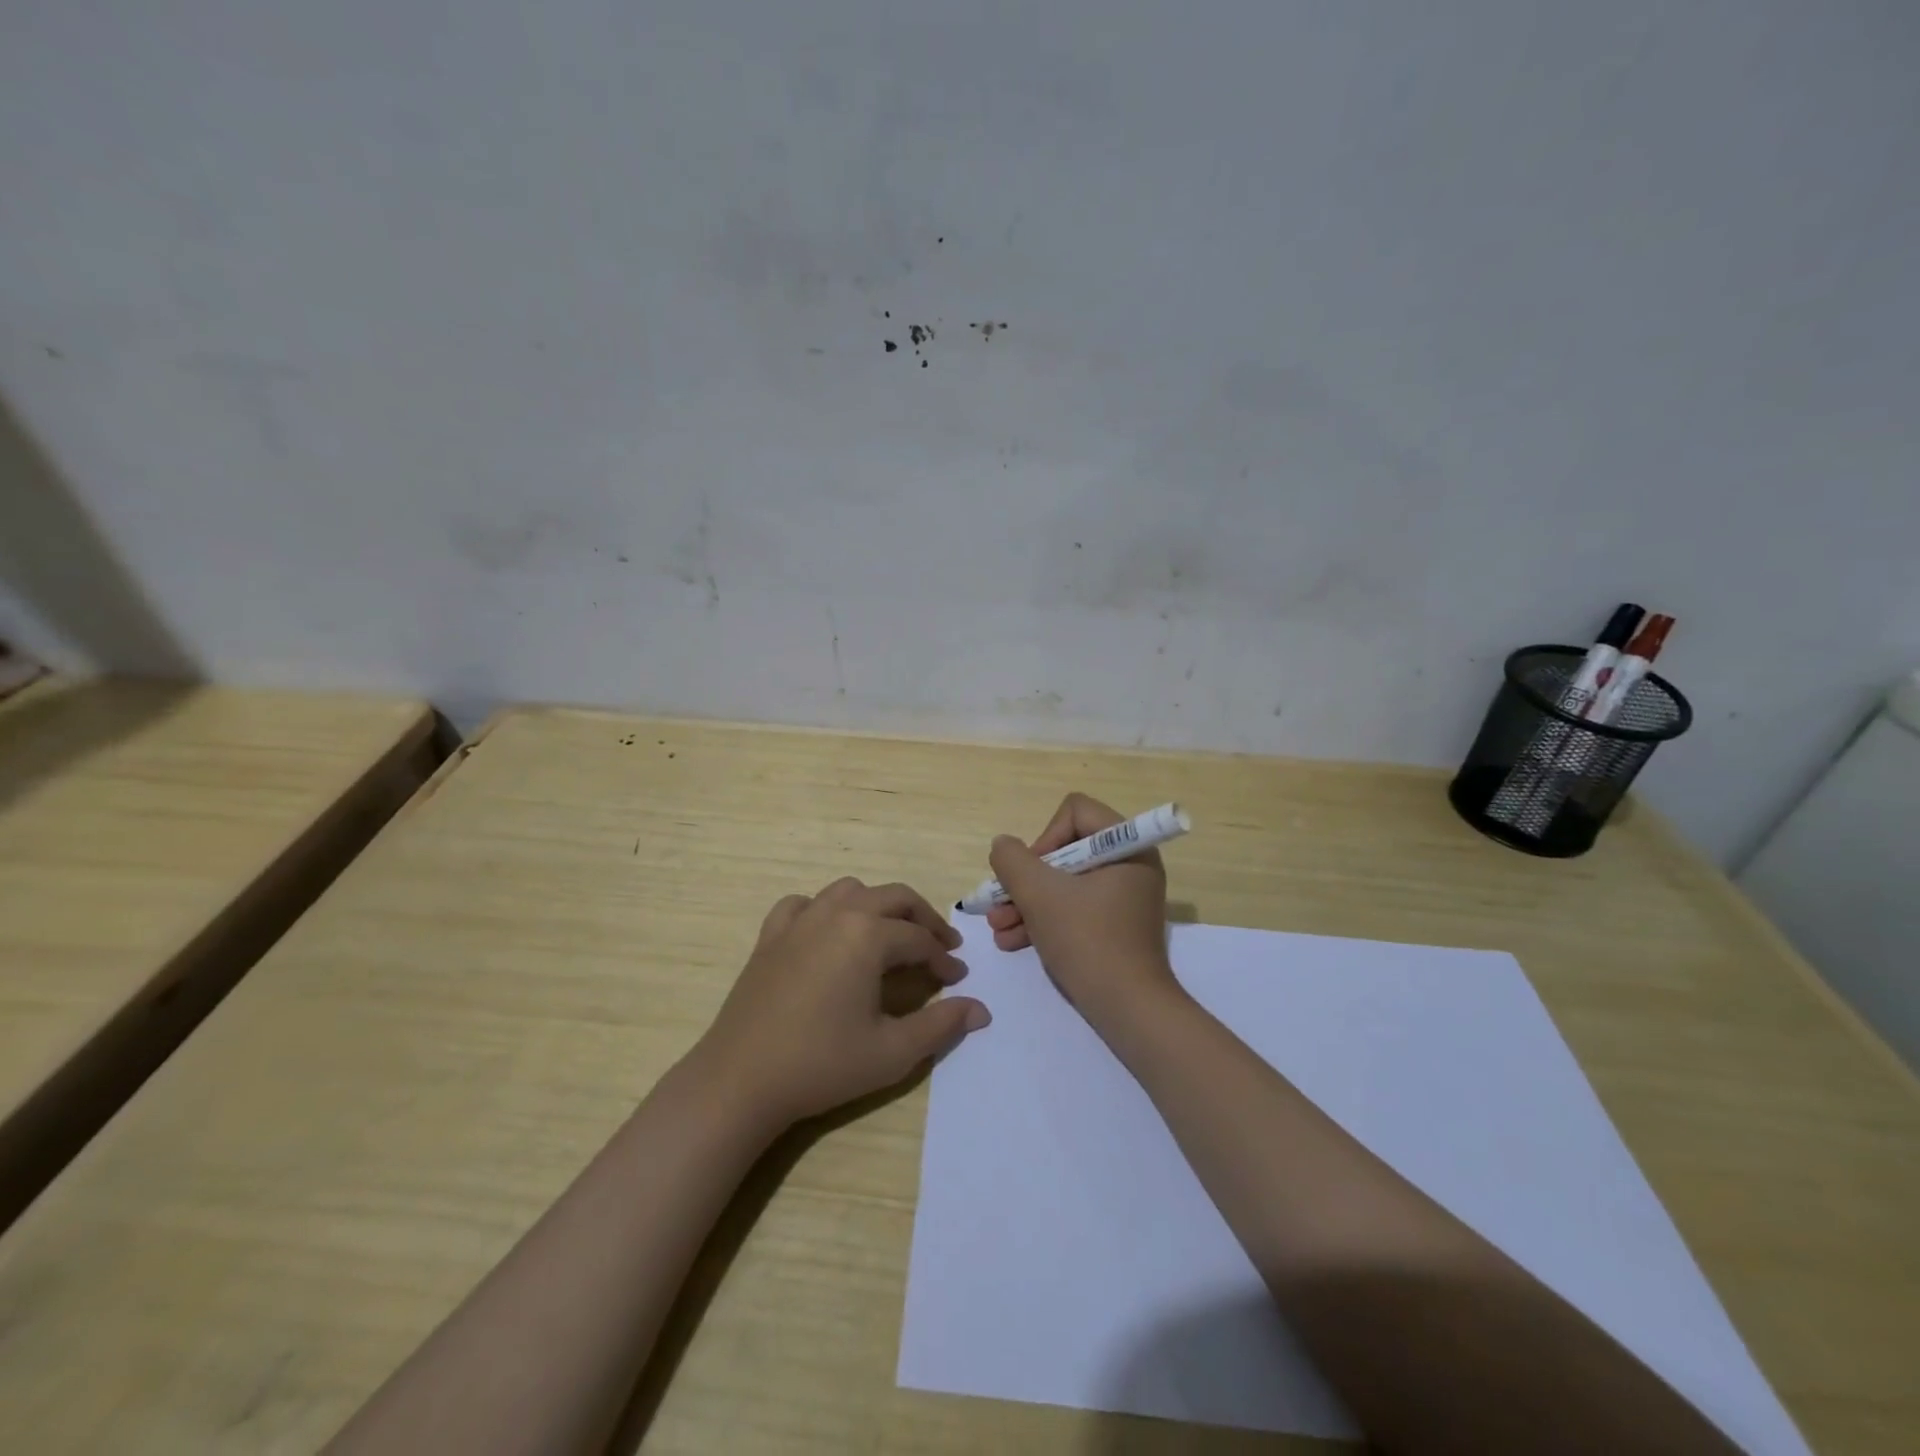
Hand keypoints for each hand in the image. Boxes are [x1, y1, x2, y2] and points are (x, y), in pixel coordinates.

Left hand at [693, 878, 990, 1128]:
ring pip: (850, 891)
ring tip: (890, 935)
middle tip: (940, 946)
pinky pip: (804, 904)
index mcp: (868, 935)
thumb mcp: (892, 1051)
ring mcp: (799, 920)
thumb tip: (981, 1010)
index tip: (958, 979)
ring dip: (878, 906)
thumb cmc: (822, 1064)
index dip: (943, 959)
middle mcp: (837, 913)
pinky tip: (828, 934)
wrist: (741, 1080)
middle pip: (893, 898)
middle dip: (923, 919)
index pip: (919, 939)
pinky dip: (825, 910)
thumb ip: (941, 1026)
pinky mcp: (771, 935)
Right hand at [986, 793, 1181, 1026]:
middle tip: (999, 904)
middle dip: (1026, 880)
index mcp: (1126, 846)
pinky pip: (1074, 908)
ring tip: (997, 928)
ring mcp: (1123, 897)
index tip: (1029, 874)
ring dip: (1027, 903)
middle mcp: (1129, 864)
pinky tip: (1011, 941)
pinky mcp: (1115, 925)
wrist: (1128, 1010)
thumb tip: (1003, 846)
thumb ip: (1012, 861)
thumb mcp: (1040, 895)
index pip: (1075, 812)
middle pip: (1065, 850)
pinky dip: (1044, 920)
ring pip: (1064, 883)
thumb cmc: (1087, 941)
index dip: (1044, 838)